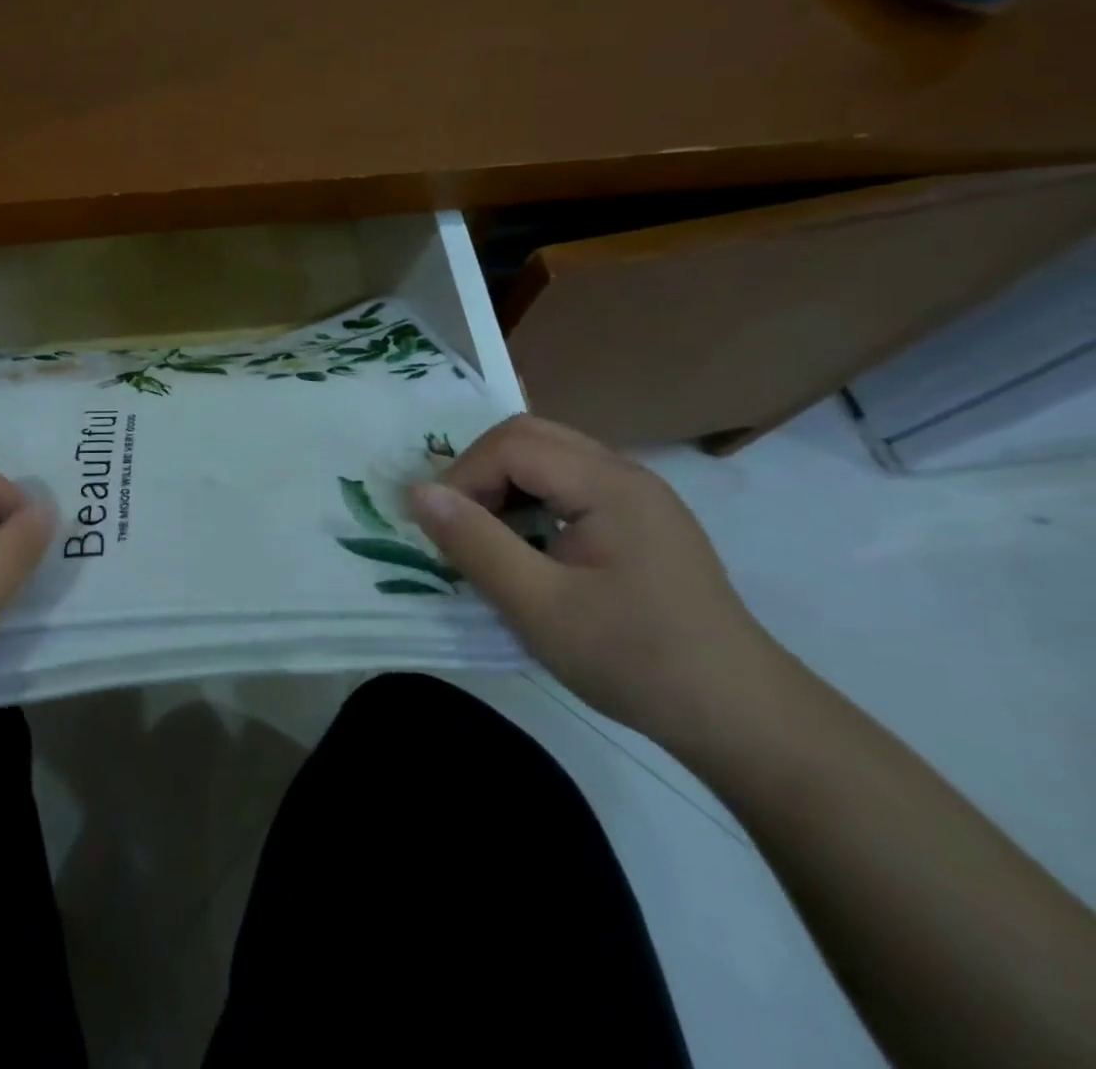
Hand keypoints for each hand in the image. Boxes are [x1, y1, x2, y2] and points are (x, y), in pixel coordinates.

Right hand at [407, 414, 783, 750]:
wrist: (740, 718)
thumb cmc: (635, 660)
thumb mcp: (538, 607)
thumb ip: (474, 543)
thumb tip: (416, 492)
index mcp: (608, 484)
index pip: (512, 444)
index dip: (463, 476)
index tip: (443, 530)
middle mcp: (625, 474)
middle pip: (530, 438)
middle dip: (480, 473)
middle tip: (460, 526)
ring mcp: (638, 497)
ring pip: (548, 458)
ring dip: (504, 487)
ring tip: (489, 540)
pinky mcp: (640, 521)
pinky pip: (569, 485)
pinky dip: (532, 502)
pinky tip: (530, 549)